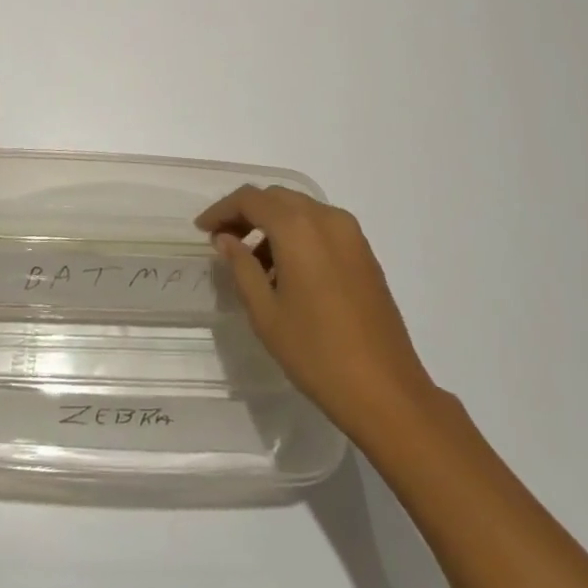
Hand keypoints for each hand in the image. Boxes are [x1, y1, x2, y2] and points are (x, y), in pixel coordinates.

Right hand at [197, 185, 437, 444]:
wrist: (385, 389)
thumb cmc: (316, 352)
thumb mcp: (266, 313)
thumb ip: (242, 267)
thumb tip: (226, 239)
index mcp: (298, 228)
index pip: (251, 199)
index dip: (222, 210)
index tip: (202, 230)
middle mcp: (327, 218)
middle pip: (278, 198)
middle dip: (247, 213)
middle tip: (224, 241)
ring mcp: (351, 234)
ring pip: (301, 211)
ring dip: (273, 225)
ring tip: (254, 265)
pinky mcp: (364, 252)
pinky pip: (322, 228)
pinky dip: (298, 236)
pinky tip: (287, 273)